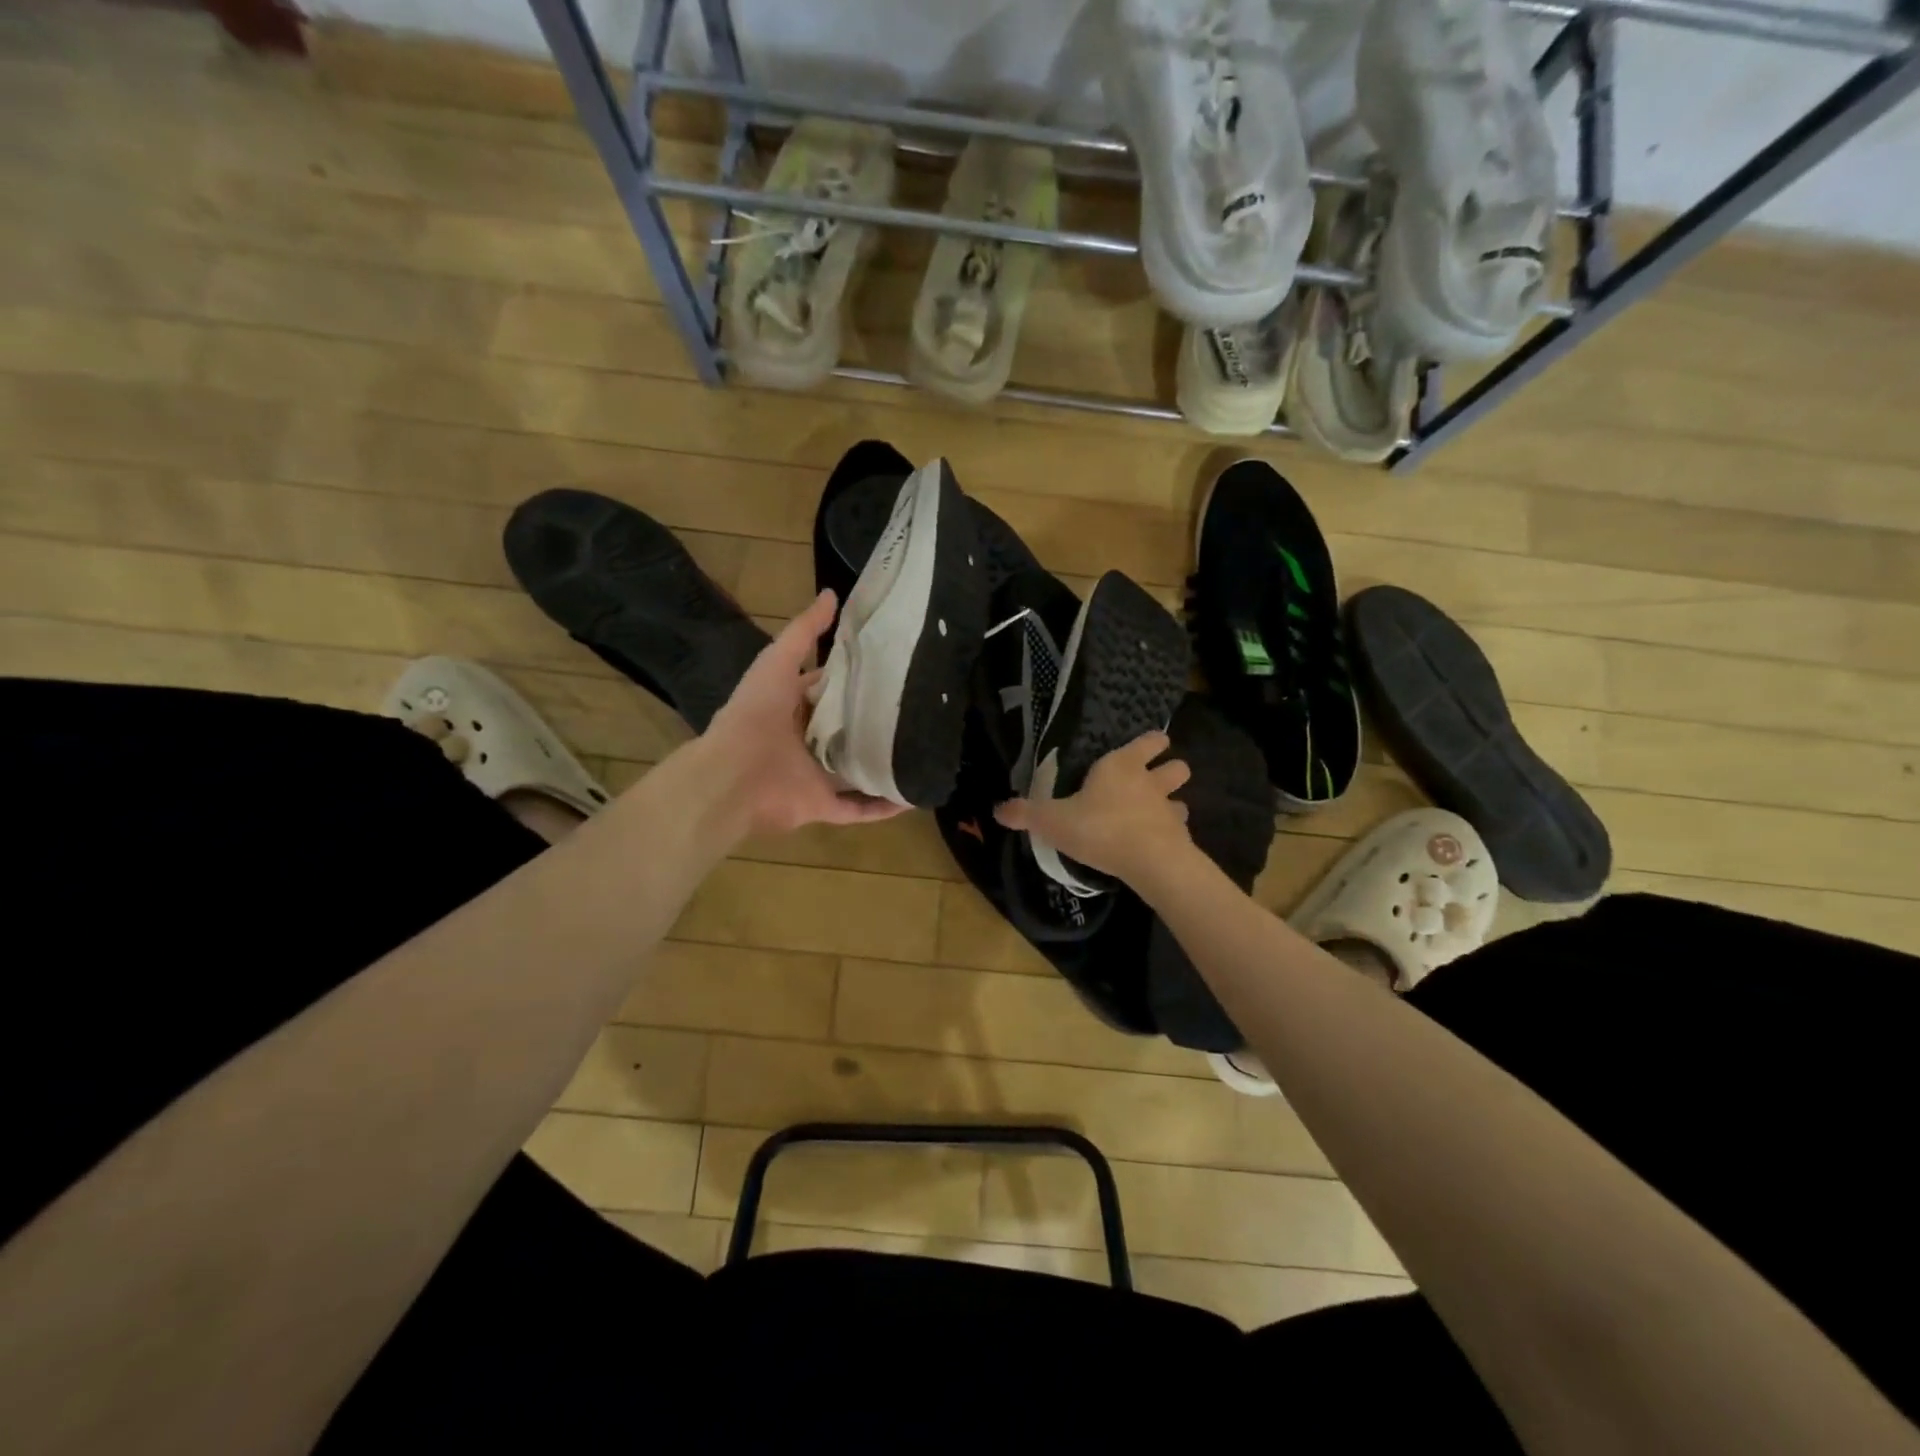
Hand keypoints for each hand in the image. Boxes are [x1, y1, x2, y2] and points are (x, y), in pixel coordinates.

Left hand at [700, 589, 905, 836]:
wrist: (733, 776)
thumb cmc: (754, 715)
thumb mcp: (777, 662)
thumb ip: (803, 632)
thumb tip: (832, 594)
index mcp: (791, 708)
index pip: (827, 691)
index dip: (853, 679)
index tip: (890, 669)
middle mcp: (805, 742)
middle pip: (844, 731)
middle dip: (873, 722)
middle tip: (918, 709)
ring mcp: (814, 776)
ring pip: (855, 770)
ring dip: (882, 764)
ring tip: (922, 752)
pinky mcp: (822, 805)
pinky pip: (858, 808)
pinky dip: (882, 806)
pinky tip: (911, 796)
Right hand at [994, 731, 1192, 887]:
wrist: (1149, 862)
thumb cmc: (1099, 828)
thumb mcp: (1052, 821)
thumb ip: (1027, 813)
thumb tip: (998, 810)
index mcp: (1120, 766)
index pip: (1147, 742)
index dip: (1151, 742)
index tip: (1153, 743)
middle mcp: (1149, 782)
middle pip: (1175, 766)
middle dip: (1170, 768)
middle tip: (1155, 778)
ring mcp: (1169, 810)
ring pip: (1181, 797)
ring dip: (1173, 802)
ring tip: (1158, 812)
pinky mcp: (1180, 837)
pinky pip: (1179, 829)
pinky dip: (1172, 832)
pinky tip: (1158, 842)